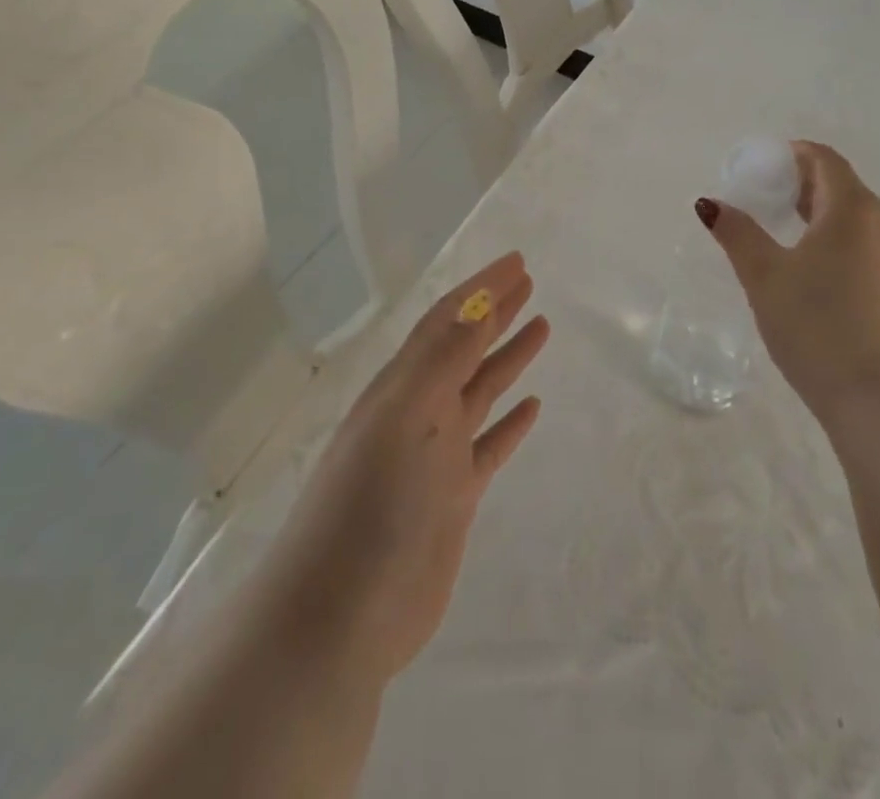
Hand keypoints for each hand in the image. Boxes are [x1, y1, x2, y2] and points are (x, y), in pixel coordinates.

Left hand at [253, 252, 548, 686]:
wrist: (338, 618)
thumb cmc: (369, 504)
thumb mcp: (406, 417)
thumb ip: (443, 359)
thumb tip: (477, 301)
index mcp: (402, 386)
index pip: (448, 321)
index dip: (481, 288)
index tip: (517, 261)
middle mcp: (419, 412)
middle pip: (465, 348)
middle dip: (496, 312)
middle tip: (530, 282)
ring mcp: (436, 456)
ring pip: (479, 390)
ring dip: (507, 357)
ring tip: (541, 327)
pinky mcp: (451, 498)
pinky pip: (488, 446)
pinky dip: (510, 423)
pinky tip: (531, 407)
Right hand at [698, 142, 879, 415]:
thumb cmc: (818, 326)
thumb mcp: (765, 277)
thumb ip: (737, 234)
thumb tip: (709, 203)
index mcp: (852, 208)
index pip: (825, 160)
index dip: (794, 154)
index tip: (763, 165)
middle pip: (842, 186)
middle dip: (804, 184)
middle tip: (766, 198)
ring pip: (857, 219)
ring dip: (822, 214)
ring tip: (785, 234)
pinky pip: (868, 247)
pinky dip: (839, 242)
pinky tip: (816, 273)